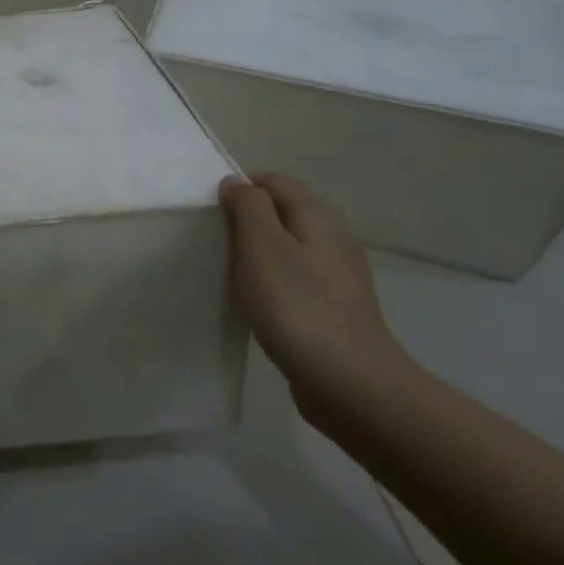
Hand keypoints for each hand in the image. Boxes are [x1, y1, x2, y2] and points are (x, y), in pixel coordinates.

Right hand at [218, 173, 412, 407]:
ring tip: (232, 276)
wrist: (350, 383)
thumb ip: (248, 207)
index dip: (241, 189)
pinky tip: (257, 305)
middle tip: (217, 247)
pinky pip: (295, 279)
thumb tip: (237, 182)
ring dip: (258, 255)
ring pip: (288, 247)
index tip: (213, 217)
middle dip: (247, 222)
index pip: (275, 180)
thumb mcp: (262, 247)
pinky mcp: (333, 307)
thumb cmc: (297, 307)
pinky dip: (272, 283)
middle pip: (283, 212)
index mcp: (319, 216)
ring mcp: (337, 275)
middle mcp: (333, 238)